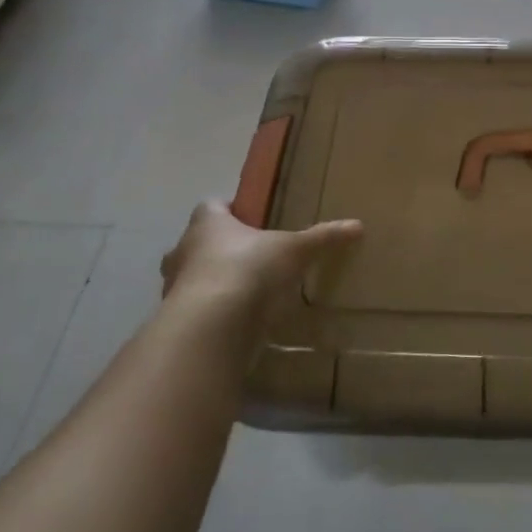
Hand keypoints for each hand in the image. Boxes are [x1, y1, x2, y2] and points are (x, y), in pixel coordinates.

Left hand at [160, 199, 361, 320]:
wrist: (211, 326)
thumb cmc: (248, 269)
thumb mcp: (294, 249)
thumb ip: (323, 237)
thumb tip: (358, 225)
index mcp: (208, 223)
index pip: (213, 206)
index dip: (230, 210)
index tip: (252, 219)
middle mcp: (183, 249)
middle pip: (198, 242)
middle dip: (220, 248)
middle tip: (251, 257)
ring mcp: (174, 287)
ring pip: (193, 277)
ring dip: (213, 282)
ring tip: (245, 292)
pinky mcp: (178, 320)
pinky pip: (197, 311)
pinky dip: (213, 314)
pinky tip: (236, 322)